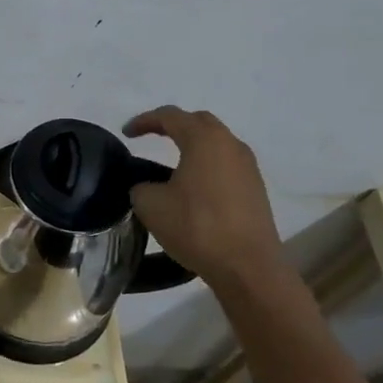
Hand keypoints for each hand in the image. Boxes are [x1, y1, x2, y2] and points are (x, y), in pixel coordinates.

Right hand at [125, 107, 287, 294]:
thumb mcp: (150, 205)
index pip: (170, 116)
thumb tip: (147, 186)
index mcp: (204, 140)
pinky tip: (194, 184)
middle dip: (173, 125)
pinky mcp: (256, 188)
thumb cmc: (196, 227)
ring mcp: (248, 166)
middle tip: (151, 137)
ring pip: (217, 142)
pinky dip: (207, 164)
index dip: (144, 120)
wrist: (247, 266)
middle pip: (199, 122)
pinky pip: (226, 163)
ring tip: (172, 160)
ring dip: (193, 145)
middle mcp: (230, 145)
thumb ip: (141, 186)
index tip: (126, 133)